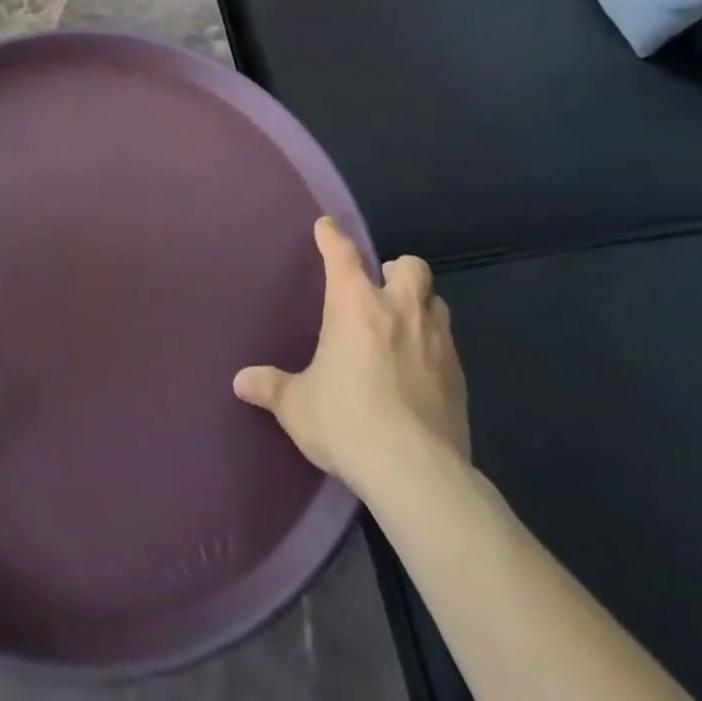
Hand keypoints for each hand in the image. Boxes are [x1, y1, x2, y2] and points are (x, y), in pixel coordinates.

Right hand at [234, 217, 469, 494]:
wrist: (417, 473)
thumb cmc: (348, 422)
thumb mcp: (298, 406)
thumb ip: (271, 387)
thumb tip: (240, 382)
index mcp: (355, 304)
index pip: (342, 253)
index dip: (332, 236)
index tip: (326, 227)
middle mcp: (399, 310)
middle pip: (410, 266)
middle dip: (396, 270)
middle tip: (380, 290)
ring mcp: (436, 341)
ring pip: (437, 301)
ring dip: (421, 305)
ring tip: (404, 326)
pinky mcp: (460, 377)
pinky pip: (449, 344)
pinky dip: (434, 346)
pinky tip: (421, 370)